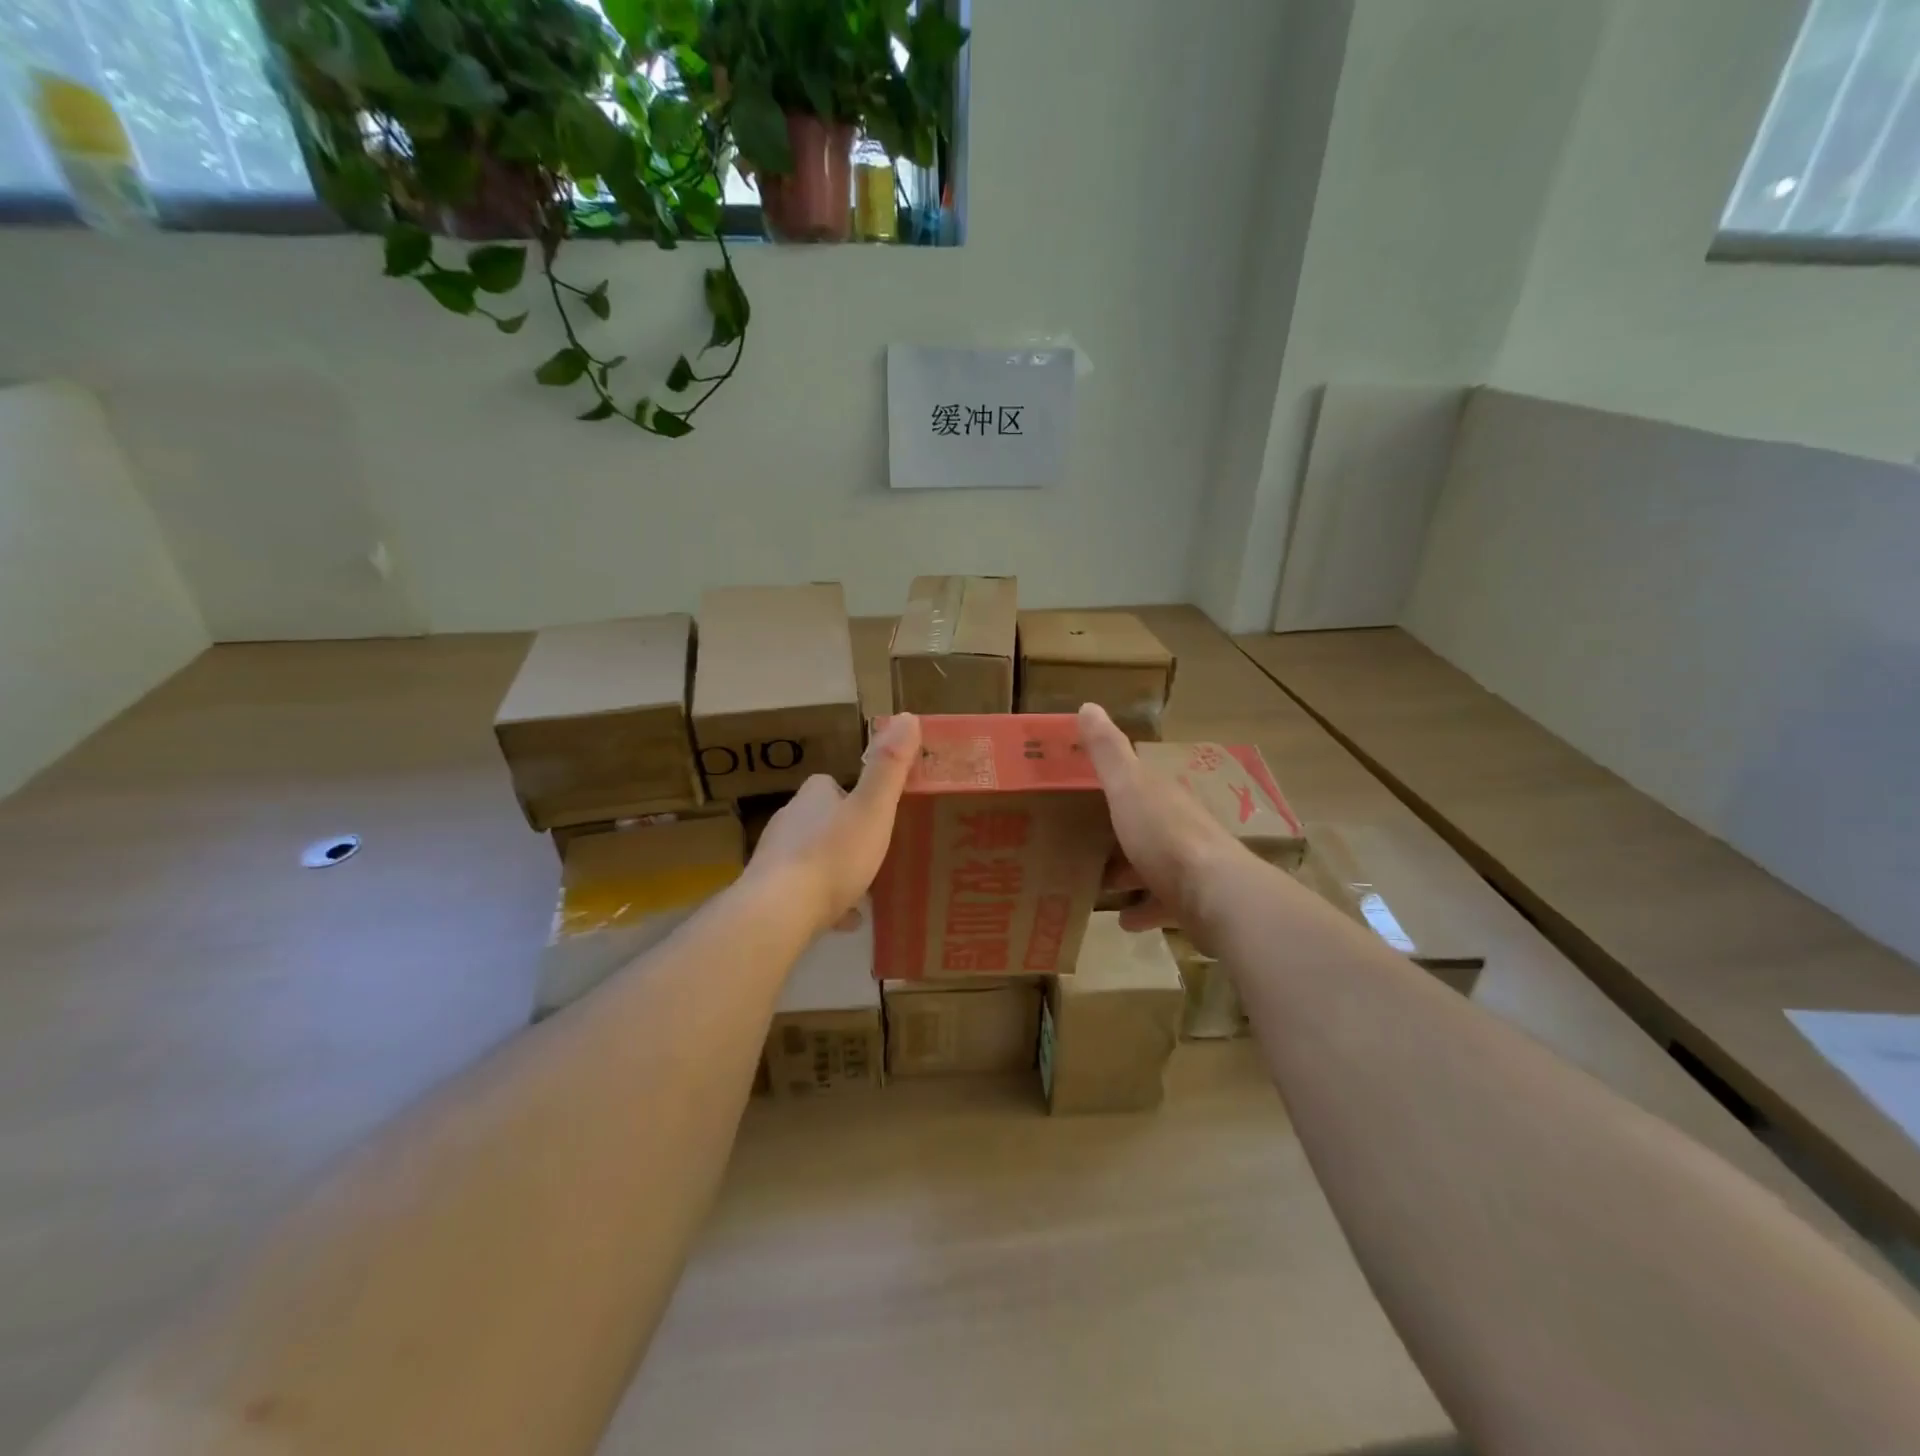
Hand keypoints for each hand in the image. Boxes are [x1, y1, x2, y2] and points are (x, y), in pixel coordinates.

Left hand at [748, 713, 921, 936]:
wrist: (779, 911)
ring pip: (812, 857)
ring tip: (864, 886)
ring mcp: (776, 858)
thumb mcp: (873, 808)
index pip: (831, 785)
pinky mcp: (770, 892)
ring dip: (833, 867)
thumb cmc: (832, 854)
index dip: (853, 794)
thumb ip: (889, 767)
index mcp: (813, 797)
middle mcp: (789, 821)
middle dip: (844, 833)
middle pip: (821, 820)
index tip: (876, 811)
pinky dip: (824, 901)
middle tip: (875, 850)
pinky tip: (846, 919)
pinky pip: (804, 893)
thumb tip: (907, 716)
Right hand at [1079, 703, 1241, 945]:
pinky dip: (1143, 909)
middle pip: (1144, 823)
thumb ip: (1108, 751)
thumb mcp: (1128, 787)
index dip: (1112, 782)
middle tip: (1079, 838)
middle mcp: (1178, 826)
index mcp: (1163, 796)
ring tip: (1097, 880)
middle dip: (1117, 829)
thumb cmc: (1164, 836)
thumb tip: (1088, 706)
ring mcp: (1188, 866)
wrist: (1215, 895)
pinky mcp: (1192, 902)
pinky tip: (1124, 920)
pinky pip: (1161, 903)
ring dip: (1128, 870)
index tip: (1080, 789)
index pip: (1137, 781)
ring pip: (1152, 864)